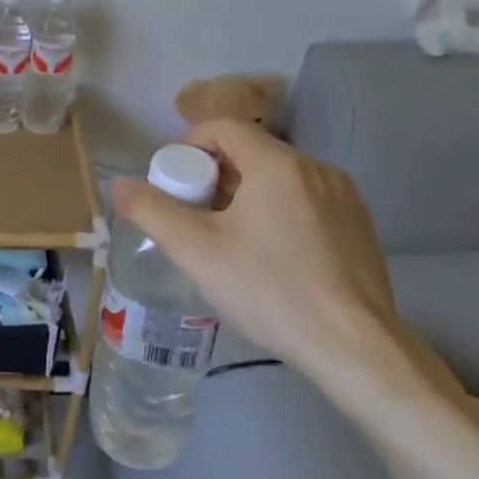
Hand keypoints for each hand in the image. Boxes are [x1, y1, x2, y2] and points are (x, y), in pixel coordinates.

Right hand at [108, 121, 401, 374]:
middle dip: (213, 176)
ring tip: (229, 239)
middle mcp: (316, 168)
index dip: (188, 148)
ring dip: (245, 194)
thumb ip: (152, 211)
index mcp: (278, 164)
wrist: (356, 349)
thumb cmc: (270, 291)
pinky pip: (305, 199)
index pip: (223, 128)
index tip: (174, 185)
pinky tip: (272, 256)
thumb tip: (118, 184)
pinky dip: (278, 210)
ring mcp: (344, 196)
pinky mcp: (359, 224)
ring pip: (279, 177)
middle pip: (250, 152)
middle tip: (194, 217)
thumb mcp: (197, 251)